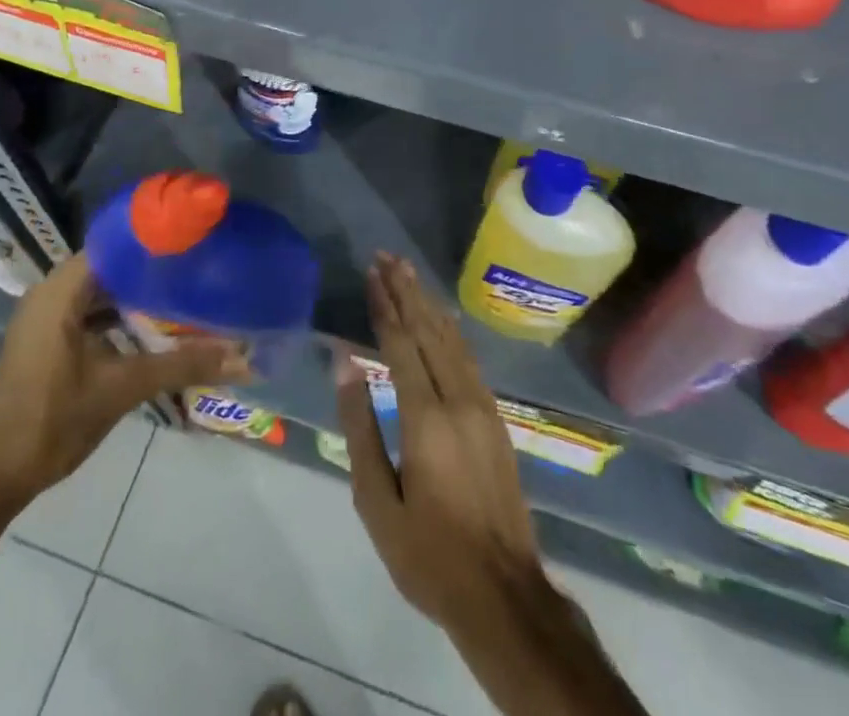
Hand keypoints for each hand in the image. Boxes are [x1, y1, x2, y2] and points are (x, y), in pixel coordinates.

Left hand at [0, 251, 249, 511]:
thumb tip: (243, 356)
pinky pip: (95, 314)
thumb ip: (182, 365)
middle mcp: (53, 293)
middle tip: (204, 268)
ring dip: (143, 297)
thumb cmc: (50, 421)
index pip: (118, 243)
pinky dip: (125, 318)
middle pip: (115, 266)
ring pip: (105, 292)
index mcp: (61, 289)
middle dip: (157, 270)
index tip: (198, 240)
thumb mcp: (122, 388)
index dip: (158, 240)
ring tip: (191, 294)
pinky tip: (159, 329)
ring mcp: (49, 318)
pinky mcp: (51, 342)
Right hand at [335, 253, 548, 637]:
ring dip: (429, 304)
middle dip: (407, 291)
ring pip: (452, 340)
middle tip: (387, 256)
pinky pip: (469, 359)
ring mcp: (483, 407)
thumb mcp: (377, 501)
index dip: (385, 305)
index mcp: (426, 418)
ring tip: (410, 273)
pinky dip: (452, 330)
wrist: (502, 593)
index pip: (401, 344)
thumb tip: (345, 365)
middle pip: (429, 331)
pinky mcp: (495, 419)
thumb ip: (360, 427)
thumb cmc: (427, 554)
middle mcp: (459, 400)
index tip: (371, 272)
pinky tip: (445, 318)